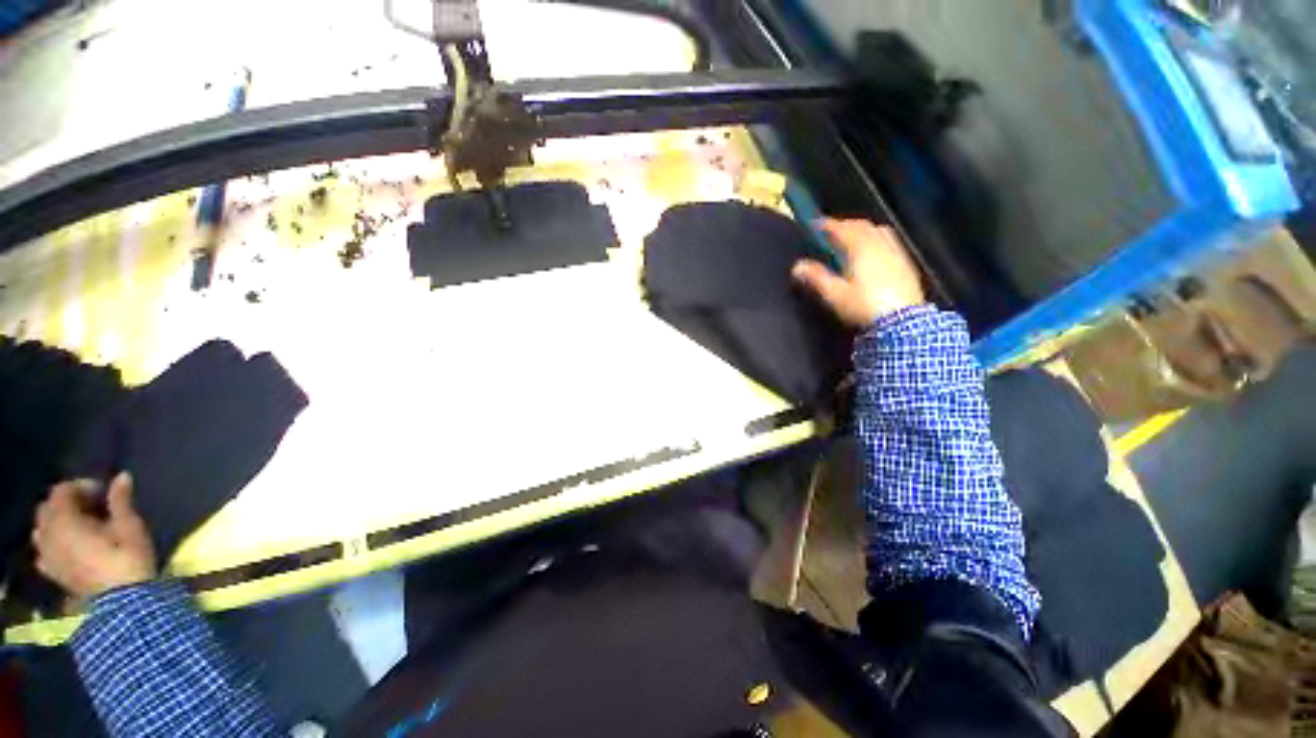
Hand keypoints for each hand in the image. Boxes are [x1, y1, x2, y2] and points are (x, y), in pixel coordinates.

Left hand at [33, 472, 156, 599]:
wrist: (123, 604)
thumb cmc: (127, 560)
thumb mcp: (130, 527)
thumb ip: (121, 501)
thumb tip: (122, 476)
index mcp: (65, 521)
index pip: (61, 491)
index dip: (80, 486)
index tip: (103, 491)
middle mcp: (49, 535)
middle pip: (47, 508)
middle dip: (66, 502)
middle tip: (91, 506)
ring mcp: (48, 556)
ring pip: (41, 529)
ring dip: (56, 522)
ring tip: (79, 525)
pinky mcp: (53, 572)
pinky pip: (43, 551)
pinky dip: (52, 543)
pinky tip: (67, 547)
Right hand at [792, 218, 924, 326]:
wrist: (902, 322)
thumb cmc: (864, 306)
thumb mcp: (835, 294)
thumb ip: (816, 278)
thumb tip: (797, 267)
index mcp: (862, 249)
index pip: (842, 229)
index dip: (827, 225)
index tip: (815, 224)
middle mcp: (880, 245)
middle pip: (861, 226)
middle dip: (844, 225)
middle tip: (831, 231)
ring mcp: (896, 252)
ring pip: (878, 231)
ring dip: (862, 230)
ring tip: (851, 238)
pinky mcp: (906, 264)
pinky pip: (889, 241)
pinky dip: (876, 239)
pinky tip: (872, 252)